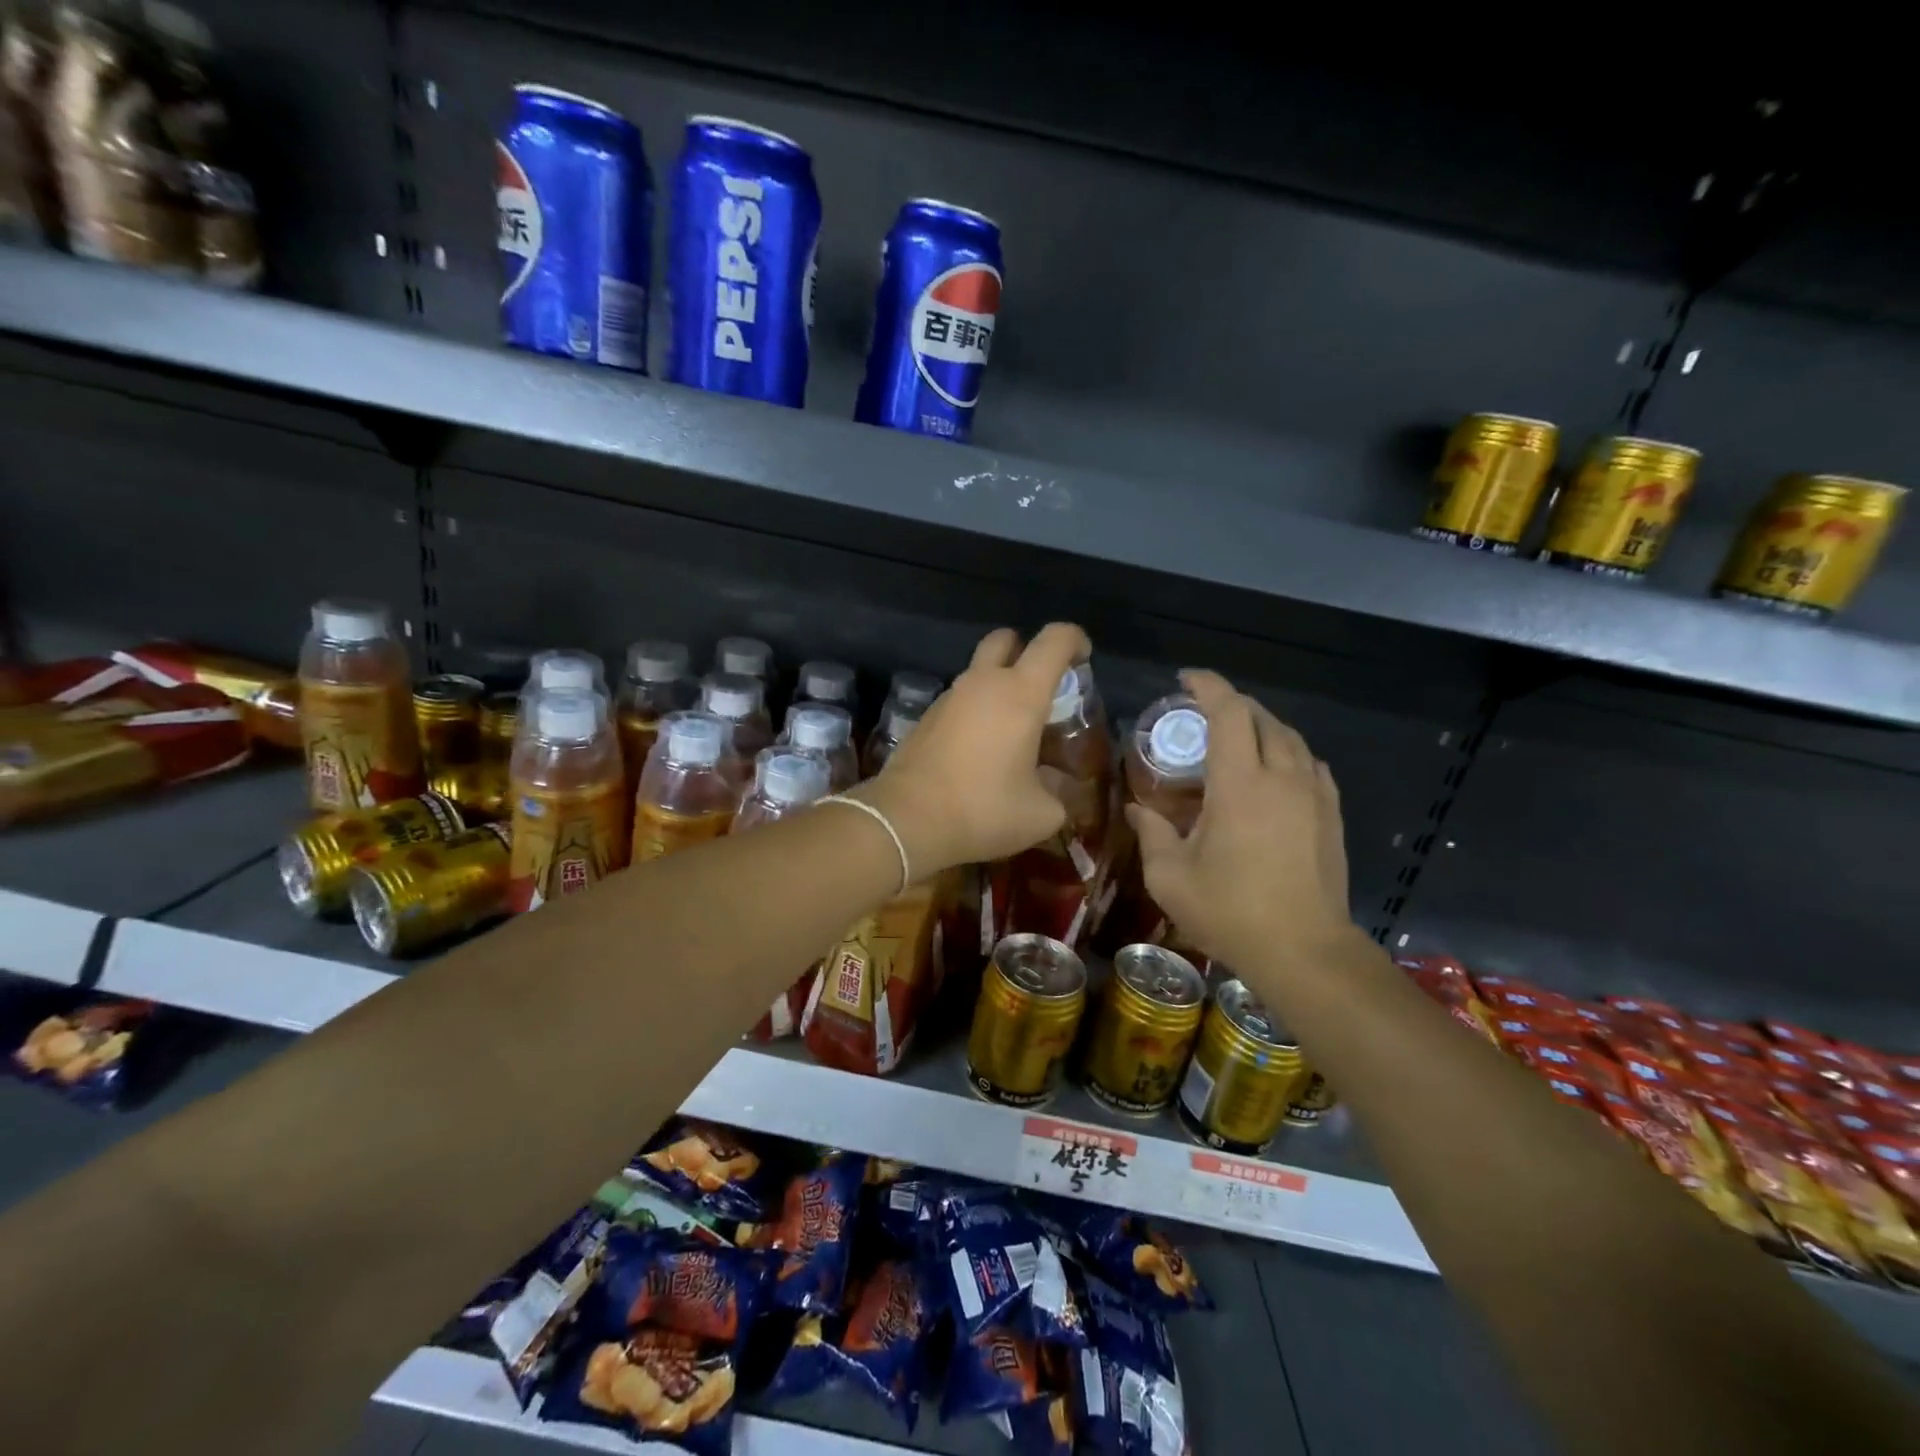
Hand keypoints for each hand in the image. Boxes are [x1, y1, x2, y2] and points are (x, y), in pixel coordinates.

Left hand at [859, 624, 1088, 877]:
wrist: (906, 822)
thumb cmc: (983, 810)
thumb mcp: (1040, 814)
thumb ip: (1058, 793)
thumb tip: (1056, 787)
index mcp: (1020, 693)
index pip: (1054, 640)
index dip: (1075, 640)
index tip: (1083, 660)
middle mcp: (982, 683)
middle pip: (1004, 639)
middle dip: (1025, 650)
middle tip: (1039, 686)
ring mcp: (947, 699)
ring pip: (977, 674)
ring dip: (997, 688)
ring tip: (1011, 732)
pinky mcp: (923, 720)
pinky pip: (958, 703)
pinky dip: (974, 714)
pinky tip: (979, 753)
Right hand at [1128, 670, 1356, 975]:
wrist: (1305, 951)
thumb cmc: (1231, 912)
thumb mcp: (1171, 877)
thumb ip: (1152, 834)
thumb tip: (1139, 810)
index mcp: (1240, 784)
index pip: (1229, 713)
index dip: (1208, 686)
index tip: (1185, 679)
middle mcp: (1282, 777)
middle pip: (1262, 717)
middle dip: (1232, 704)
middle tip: (1203, 712)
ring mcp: (1313, 796)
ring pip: (1291, 738)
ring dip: (1262, 726)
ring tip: (1238, 738)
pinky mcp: (1331, 816)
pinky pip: (1311, 765)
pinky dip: (1288, 753)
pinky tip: (1276, 772)